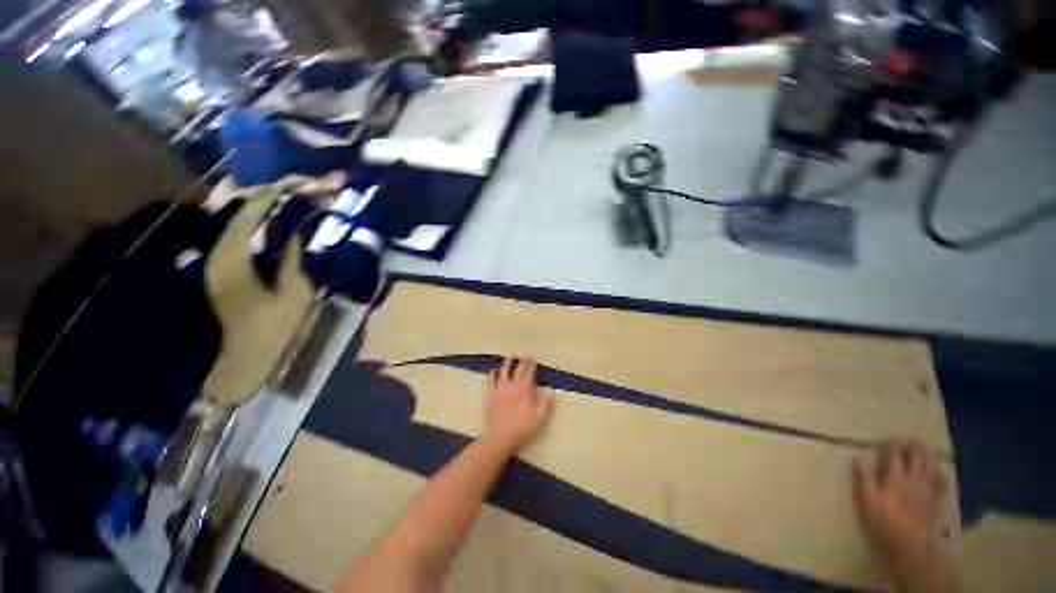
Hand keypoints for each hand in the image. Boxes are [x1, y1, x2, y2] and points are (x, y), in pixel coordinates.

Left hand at [483, 358, 553, 453]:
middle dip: (522, 362)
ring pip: (503, 372)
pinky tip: (492, 371)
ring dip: (507, 364)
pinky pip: (490, 382)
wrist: (499, 438)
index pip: (528, 373)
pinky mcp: (490, 396)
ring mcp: (499, 390)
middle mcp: (511, 386)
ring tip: (510, 357)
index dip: (531, 364)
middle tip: (525, 355)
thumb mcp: (538, 418)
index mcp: (524, 390)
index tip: (534, 357)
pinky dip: (491, 375)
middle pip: (517, 371)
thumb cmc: (521, 429)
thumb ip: (545, 403)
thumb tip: (550, 391)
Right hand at [852, 442, 955, 589]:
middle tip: (909, 439)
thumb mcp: (866, 500)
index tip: (886, 438)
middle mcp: (914, 478)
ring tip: (926, 447)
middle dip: (913, 446)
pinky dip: (942, 476)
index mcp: (895, 476)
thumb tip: (858, 456)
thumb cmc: (885, 522)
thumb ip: (863, 477)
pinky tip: (942, 473)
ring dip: (928, 455)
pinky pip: (943, 485)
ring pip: (931, 466)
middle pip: (916, 456)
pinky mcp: (937, 502)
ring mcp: (928, 489)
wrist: (913, 546)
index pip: (894, 453)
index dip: (890, 444)